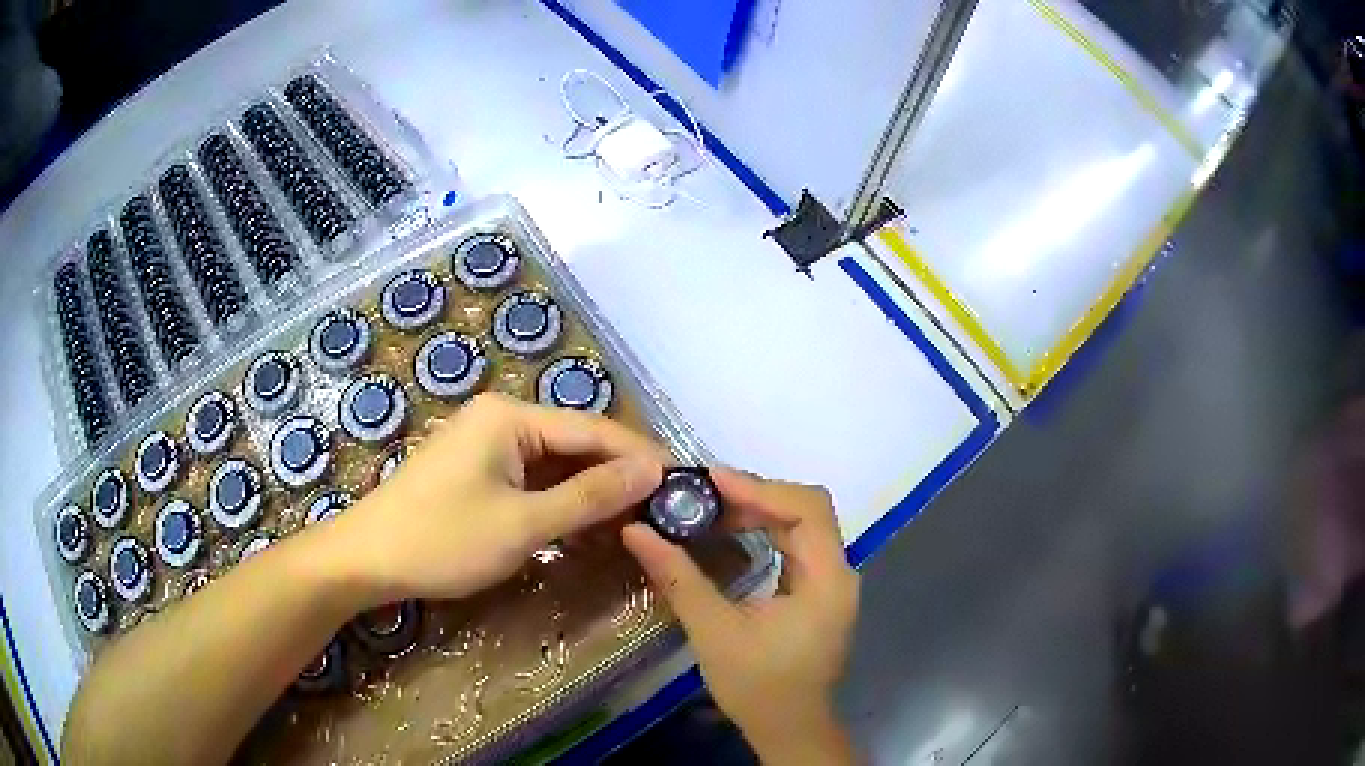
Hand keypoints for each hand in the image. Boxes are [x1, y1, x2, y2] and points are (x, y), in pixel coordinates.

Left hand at [326, 393, 665, 606]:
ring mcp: (486, 446)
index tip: (683, 483)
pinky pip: (532, 480)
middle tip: (664, 509)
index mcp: (511, 416)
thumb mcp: (523, 524)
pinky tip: (586, 525)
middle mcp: (501, 419)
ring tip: (637, 520)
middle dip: (618, 477)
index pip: (593, 429)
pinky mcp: (477, 472)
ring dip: (591, 493)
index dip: (640, 457)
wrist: (367, 559)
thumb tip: (652, 470)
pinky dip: (560, 503)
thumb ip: (590, 496)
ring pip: (555, 465)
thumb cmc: (443, 539)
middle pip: (575, 444)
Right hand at [621, 468, 859, 763]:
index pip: (807, 509)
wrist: (789, 729)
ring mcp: (833, 582)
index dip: (760, 488)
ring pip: (804, 524)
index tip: (710, 479)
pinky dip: (767, 530)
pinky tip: (733, 533)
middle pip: (808, 510)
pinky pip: (798, 544)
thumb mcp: (714, 632)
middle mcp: (840, 572)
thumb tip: (636, 531)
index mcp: (827, 580)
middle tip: (704, 493)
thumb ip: (678, 579)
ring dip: (761, 510)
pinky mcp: (820, 591)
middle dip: (757, 495)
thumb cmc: (757, 687)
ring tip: (711, 507)